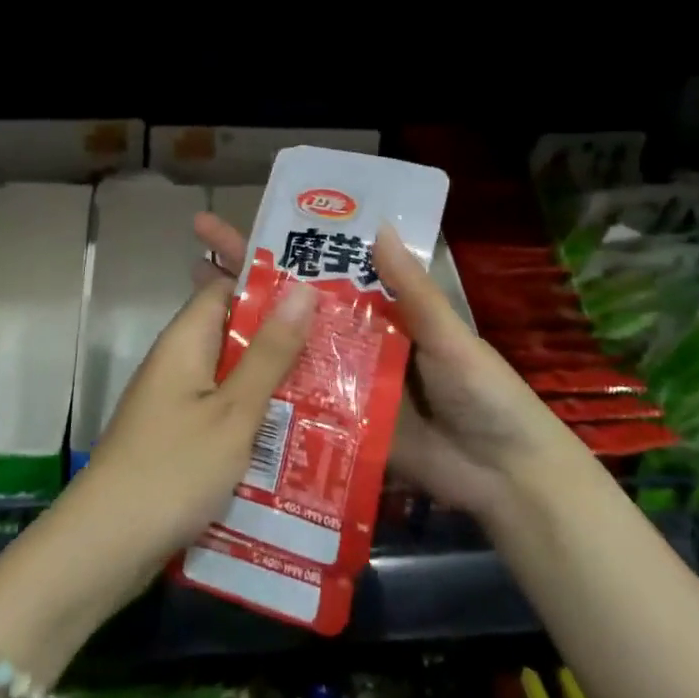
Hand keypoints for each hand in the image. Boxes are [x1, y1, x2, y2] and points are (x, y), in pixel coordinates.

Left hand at [44, 267, 317, 613]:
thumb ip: (269, 353)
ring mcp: (176, 403)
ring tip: (333, 385)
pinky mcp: (179, 439)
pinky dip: (255, 416)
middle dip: (282, 338)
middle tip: (340, 342)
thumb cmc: (173, 469)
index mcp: (186, 341)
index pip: (226, 287)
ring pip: (233, 376)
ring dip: (274, 380)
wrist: (105, 548)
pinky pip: (224, 412)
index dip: (269, 285)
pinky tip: (296, 434)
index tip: (320, 290)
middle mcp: (178, 362)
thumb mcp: (234, 411)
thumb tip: (302, 289)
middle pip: (234, 333)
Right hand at [192, 212, 576, 526]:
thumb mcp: (451, 338)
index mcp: (383, 307)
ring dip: (249, 330)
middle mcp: (356, 336)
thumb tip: (377, 227)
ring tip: (195, 309)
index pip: (327, 266)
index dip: (287, 244)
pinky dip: (267, 387)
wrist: (503, 477)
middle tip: (199, 251)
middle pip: (297, 302)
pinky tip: (223, 379)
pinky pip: (299, 399)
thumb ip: (414, 291)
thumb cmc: (484, 394)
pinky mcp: (339, 423)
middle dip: (250, 276)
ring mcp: (344, 381)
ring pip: (290, 349)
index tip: (242, 220)